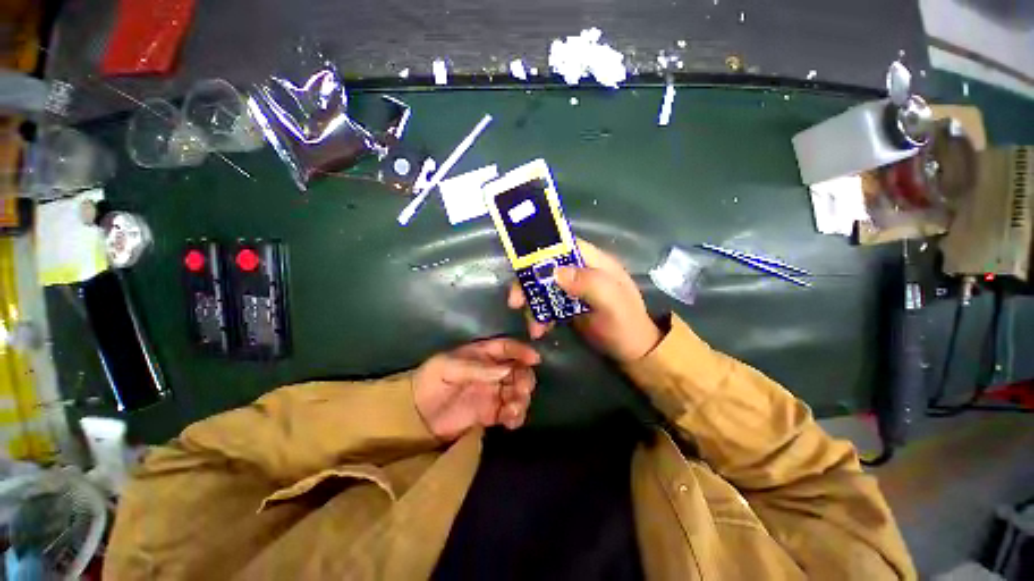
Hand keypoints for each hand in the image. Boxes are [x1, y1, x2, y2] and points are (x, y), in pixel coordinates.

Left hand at [413, 338, 540, 440]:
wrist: (415, 414)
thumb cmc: (431, 381)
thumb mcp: (448, 367)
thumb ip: (477, 368)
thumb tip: (506, 371)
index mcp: (482, 355)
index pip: (507, 348)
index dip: (522, 351)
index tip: (535, 359)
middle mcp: (491, 372)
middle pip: (517, 371)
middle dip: (525, 379)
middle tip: (522, 390)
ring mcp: (492, 393)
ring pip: (517, 392)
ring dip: (522, 399)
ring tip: (513, 409)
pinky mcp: (490, 414)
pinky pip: (509, 413)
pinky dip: (516, 416)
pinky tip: (511, 421)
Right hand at [507, 239, 661, 361]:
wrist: (632, 351)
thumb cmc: (625, 324)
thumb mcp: (611, 303)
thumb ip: (588, 284)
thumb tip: (555, 271)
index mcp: (593, 261)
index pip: (562, 245)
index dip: (540, 251)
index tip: (520, 266)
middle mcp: (580, 270)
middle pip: (546, 267)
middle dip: (528, 284)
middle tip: (515, 302)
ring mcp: (572, 288)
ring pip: (543, 287)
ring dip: (532, 305)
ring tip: (534, 328)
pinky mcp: (567, 305)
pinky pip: (546, 304)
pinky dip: (539, 316)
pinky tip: (539, 331)